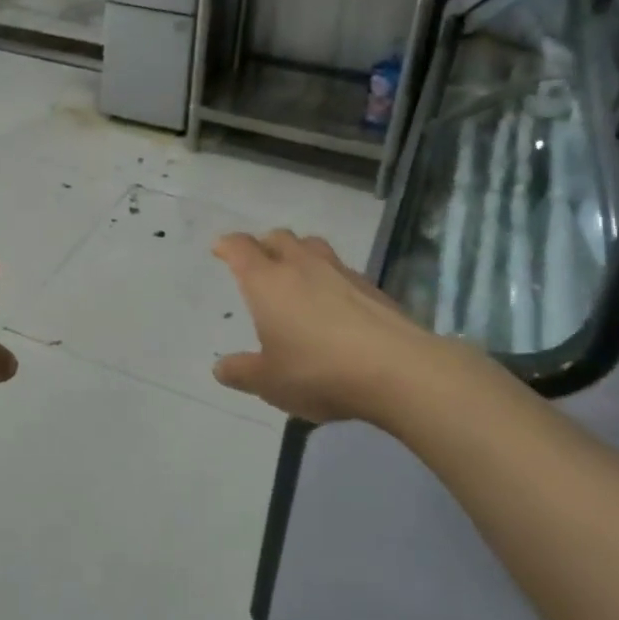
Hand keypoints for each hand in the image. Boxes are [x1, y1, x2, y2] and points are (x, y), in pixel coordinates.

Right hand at [212, 229, 499, 428]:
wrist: (398, 370)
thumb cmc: (319, 371)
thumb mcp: (270, 382)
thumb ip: (242, 372)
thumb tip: (220, 368)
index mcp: (267, 282)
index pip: (241, 248)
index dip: (228, 245)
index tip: (220, 248)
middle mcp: (301, 266)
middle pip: (279, 238)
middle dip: (264, 245)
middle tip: (257, 262)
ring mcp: (340, 272)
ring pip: (313, 247)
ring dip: (298, 254)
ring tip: (296, 275)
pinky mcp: (372, 287)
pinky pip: (341, 269)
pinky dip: (329, 277)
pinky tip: (333, 302)